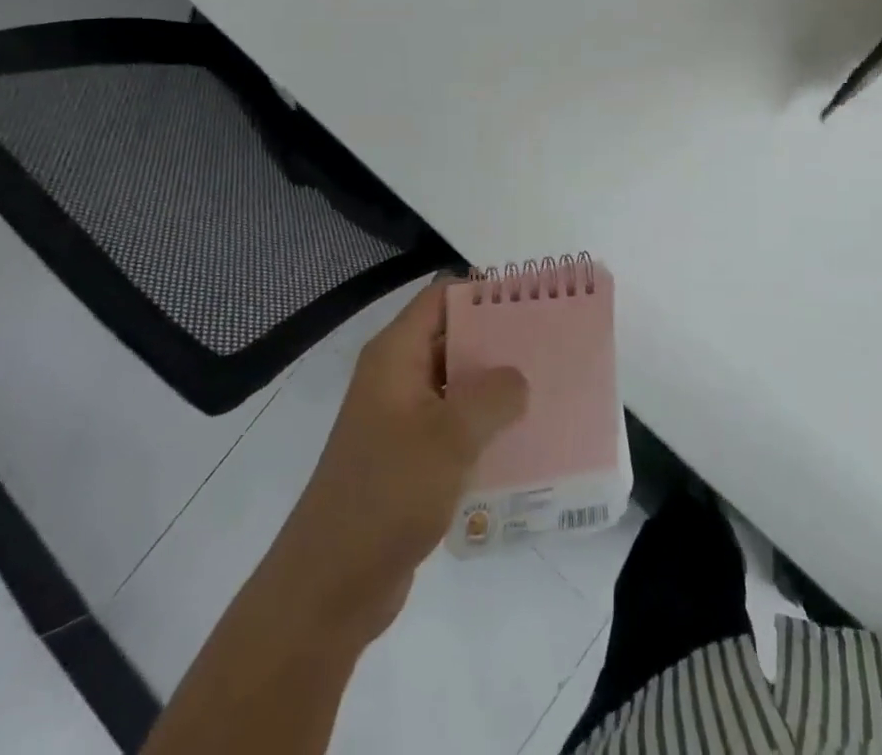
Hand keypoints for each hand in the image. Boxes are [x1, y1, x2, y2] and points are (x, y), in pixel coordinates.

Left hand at [274, 284, 527, 651]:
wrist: (328, 590)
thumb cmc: (387, 495)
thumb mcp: (451, 436)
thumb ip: (494, 395)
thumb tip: (518, 379)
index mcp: (396, 355)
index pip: (443, 296)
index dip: (486, 290)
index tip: (534, 298)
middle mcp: (397, 377)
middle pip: (454, 336)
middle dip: (501, 339)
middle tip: (553, 342)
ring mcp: (401, 420)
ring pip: (458, 384)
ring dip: (497, 386)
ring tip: (549, 386)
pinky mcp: (410, 459)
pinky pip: (455, 425)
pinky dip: (486, 425)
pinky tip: (525, 437)